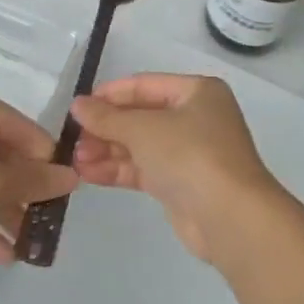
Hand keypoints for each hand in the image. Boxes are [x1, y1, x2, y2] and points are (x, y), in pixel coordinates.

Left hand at [0, 81, 77, 262]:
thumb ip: (32, 181)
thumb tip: (73, 176)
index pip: (25, 131)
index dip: (48, 162)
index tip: (68, 193)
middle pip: (4, 157)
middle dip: (26, 194)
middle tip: (50, 222)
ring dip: (6, 212)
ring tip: (31, 245)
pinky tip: (3, 254)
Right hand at [70, 73, 285, 265]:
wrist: (230, 217)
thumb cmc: (190, 155)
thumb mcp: (143, 129)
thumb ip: (107, 117)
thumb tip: (78, 105)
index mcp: (197, 92)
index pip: (145, 85)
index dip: (110, 95)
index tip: (78, 107)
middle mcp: (196, 117)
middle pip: (141, 116)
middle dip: (106, 128)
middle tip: (73, 140)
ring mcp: (190, 152)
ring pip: (140, 145)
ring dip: (107, 150)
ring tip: (74, 160)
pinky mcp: (181, 184)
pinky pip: (144, 169)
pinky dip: (118, 169)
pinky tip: (88, 174)